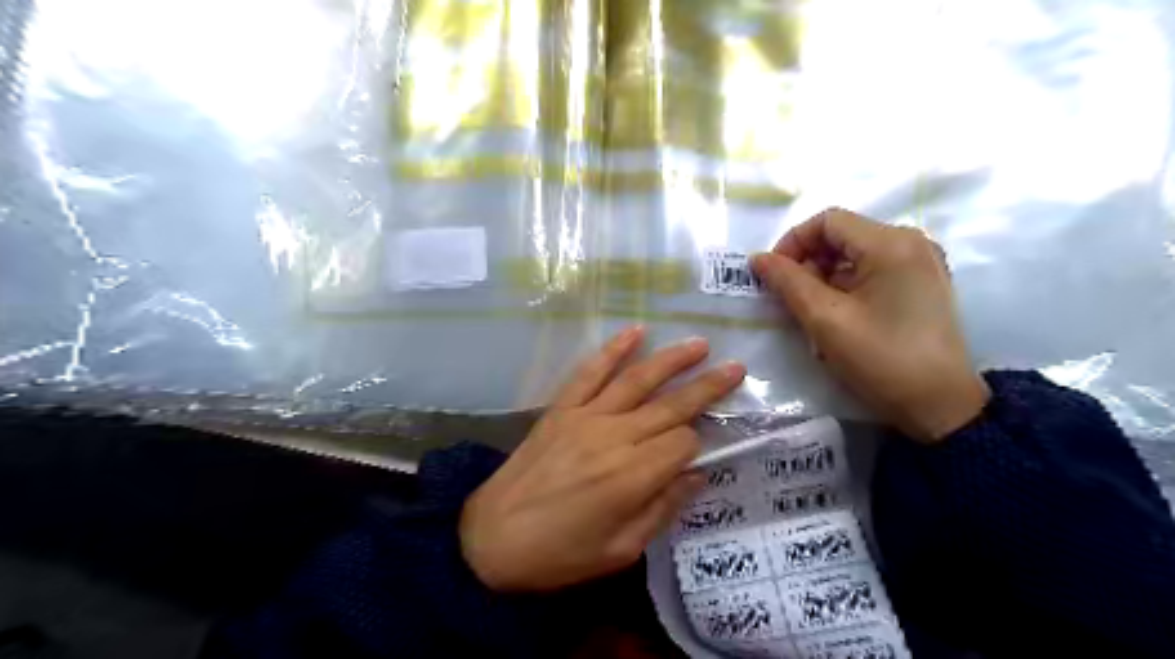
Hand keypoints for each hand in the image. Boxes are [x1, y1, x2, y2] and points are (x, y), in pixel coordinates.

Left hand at [460, 330, 741, 591]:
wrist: (491, 539)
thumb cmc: (560, 554)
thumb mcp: (621, 550)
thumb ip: (663, 508)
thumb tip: (697, 475)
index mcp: (632, 477)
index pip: (683, 443)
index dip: (696, 446)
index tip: (696, 453)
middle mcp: (614, 437)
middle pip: (670, 405)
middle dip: (707, 387)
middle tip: (736, 367)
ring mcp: (585, 417)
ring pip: (637, 380)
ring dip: (671, 360)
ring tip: (699, 344)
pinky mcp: (562, 408)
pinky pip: (591, 373)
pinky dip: (613, 350)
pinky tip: (635, 332)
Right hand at [747, 205, 984, 441]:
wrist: (941, 407)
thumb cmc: (881, 359)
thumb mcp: (825, 320)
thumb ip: (788, 282)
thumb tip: (758, 259)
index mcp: (891, 243)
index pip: (827, 221)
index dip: (792, 242)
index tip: (773, 276)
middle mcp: (911, 242)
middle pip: (842, 236)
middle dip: (807, 263)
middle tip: (790, 300)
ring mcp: (921, 263)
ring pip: (854, 255)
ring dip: (824, 278)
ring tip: (812, 314)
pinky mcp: (922, 284)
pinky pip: (872, 271)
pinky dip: (845, 287)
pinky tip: (837, 318)